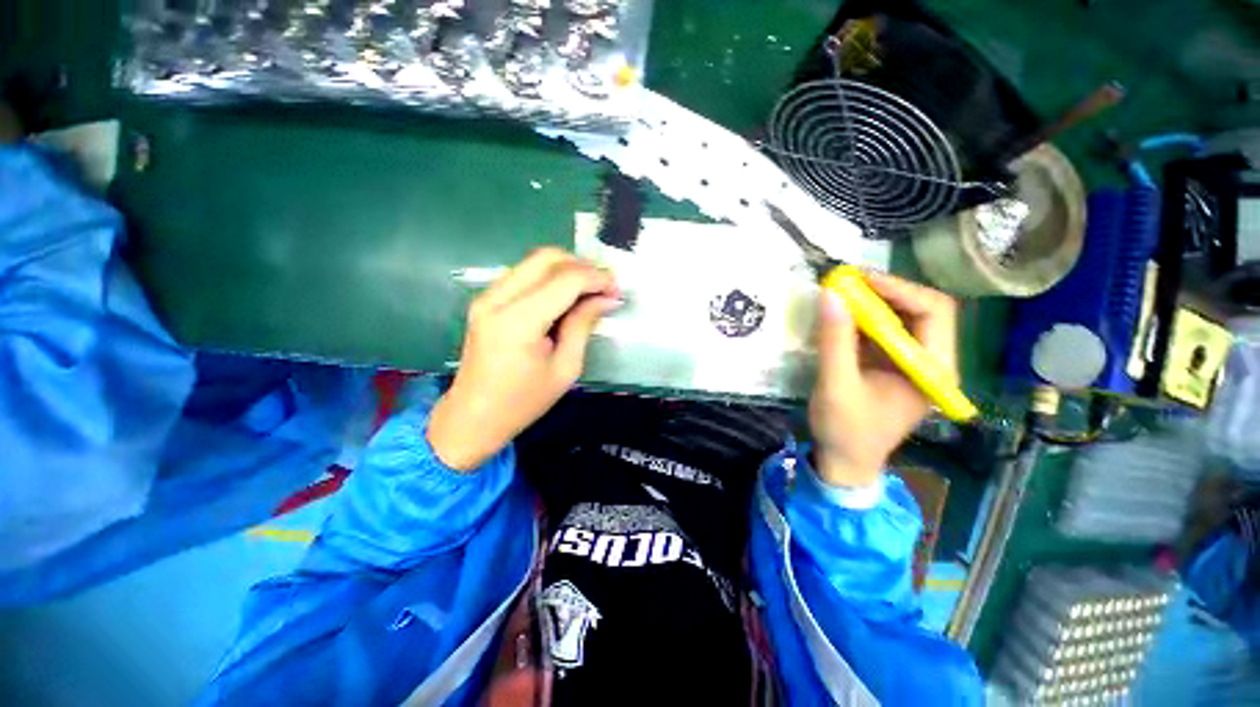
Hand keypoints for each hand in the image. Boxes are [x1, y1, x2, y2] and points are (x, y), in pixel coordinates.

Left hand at [428, 248, 620, 471]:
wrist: (473, 417)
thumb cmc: (523, 401)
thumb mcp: (565, 368)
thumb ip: (584, 325)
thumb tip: (606, 297)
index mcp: (519, 322)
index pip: (566, 280)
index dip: (597, 278)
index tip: (617, 290)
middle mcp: (498, 299)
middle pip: (547, 258)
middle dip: (583, 266)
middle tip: (605, 286)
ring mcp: (487, 296)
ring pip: (534, 261)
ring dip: (567, 268)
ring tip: (590, 290)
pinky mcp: (485, 300)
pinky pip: (524, 273)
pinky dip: (550, 276)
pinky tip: (565, 295)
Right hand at [808, 270, 959, 486]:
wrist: (844, 461)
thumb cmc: (846, 430)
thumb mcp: (837, 386)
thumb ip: (835, 341)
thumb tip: (830, 295)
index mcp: (933, 370)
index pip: (934, 312)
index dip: (899, 289)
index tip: (859, 281)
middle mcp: (930, 361)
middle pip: (921, 309)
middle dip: (884, 292)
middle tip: (846, 282)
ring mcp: (909, 362)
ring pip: (901, 317)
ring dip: (871, 302)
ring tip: (839, 292)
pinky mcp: (889, 365)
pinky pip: (881, 331)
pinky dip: (861, 318)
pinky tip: (839, 314)